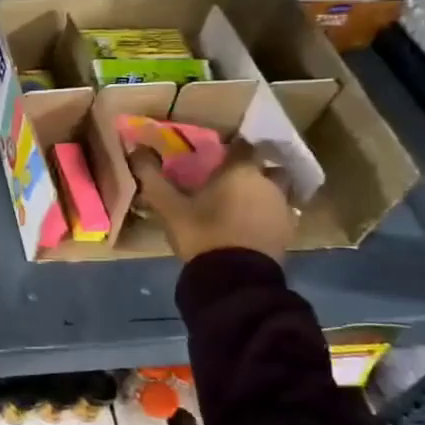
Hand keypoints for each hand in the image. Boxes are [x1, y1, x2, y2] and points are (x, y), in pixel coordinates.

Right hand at [127, 141, 296, 263]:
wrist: (235, 277)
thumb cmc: (202, 233)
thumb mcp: (169, 207)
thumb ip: (152, 177)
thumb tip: (135, 149)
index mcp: (241, 171)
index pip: (242, 146)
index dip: (230, 150)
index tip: (216, 157)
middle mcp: (268, 182)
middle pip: (265, 166)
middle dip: (251, 171)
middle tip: (229, 182)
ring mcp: (283, 207)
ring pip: (276, 190)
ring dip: (262, 193)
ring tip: (241, 206)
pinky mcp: (289, 231)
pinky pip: (280, 213)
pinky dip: (268, 215)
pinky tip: (251, 226)